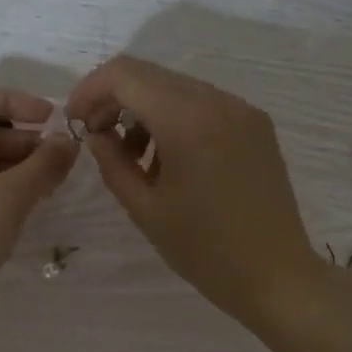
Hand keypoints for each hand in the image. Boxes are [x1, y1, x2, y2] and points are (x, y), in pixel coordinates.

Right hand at [66, 57, 322, 324]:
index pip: (125, 75)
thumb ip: (112, 163)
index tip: (76, 122)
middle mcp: (218, 102)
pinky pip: (205, 105)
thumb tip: (97, 134)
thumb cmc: (204, 251)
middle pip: (150, 75)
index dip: (90, 90)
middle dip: (115, 99)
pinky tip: (170, 159)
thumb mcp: (145, 210)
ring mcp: (243, 110)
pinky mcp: (257, 126)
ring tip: (135, 158)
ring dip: (146, 110)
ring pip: (178, 88)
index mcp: (188, 121)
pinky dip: (176, 119)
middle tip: (98, 138)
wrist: (275, 275)